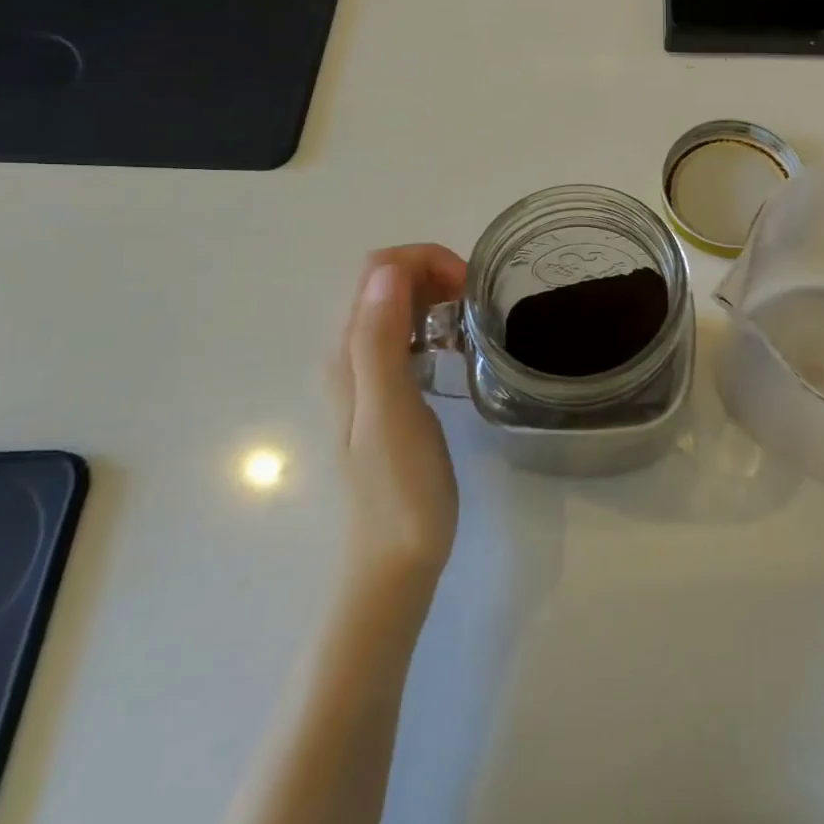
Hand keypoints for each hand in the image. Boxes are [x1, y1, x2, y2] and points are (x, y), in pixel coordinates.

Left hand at [328, 246, 467, 585]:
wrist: (394, 561)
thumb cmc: (401, 489)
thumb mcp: (392, 411)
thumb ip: (379, 341)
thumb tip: (386, 270)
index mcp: (348, 353)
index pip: (378, 270)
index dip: (423, 261)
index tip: (467, 288)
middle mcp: (350, 355)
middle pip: (386, 282)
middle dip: (433, 274)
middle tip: (475, 304)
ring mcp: (367, 376)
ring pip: (398, 307)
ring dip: (435, 298)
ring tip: (471, 323)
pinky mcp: (387, 393)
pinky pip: (406, 336)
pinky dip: (434, 325)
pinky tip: (457, 351)